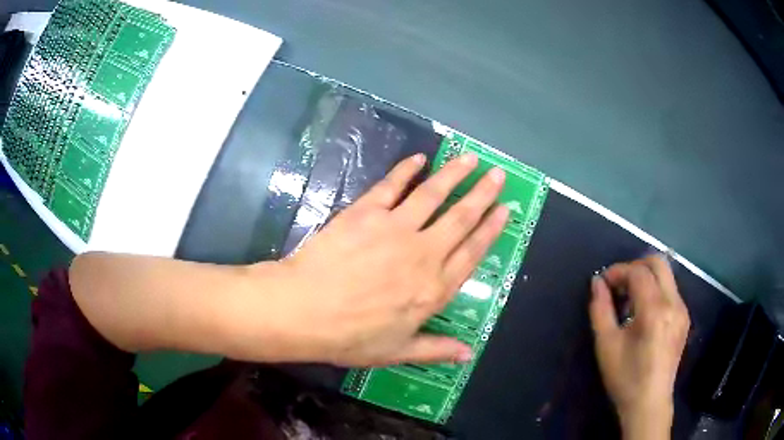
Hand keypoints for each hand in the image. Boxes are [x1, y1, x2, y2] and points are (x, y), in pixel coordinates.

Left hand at [264, 153, 507, 366]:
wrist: (305, 310)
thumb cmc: (350, 337)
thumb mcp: (396, 352)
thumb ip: (435, 350)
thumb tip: (469, 355)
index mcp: (433, 288)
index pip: (472, 253)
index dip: (491, 230)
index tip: (505, 210)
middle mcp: (423, 253)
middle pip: (460, 218)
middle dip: (482, 194)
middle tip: (498, 174)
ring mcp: (395, 228)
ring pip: (433, 195)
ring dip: (454, 174)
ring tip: (470, 158)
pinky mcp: (366, 213)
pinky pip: (392, 186)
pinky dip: (407, 170)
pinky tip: (419, 158)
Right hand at [589, 255, 690, 439]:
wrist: (649, 403)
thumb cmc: (625, 378)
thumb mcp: (606, 345)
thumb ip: (600, 309)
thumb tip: (597, 282)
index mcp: (655, 310)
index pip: (638, 272)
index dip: (618, 271)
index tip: (603, 282)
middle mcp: (674, 303)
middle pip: (658, 263)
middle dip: (635, 266)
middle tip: (618, 284)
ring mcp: (682, 310)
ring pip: (666, 275)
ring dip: (645, 278)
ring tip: (628, 299)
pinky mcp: (684, 318)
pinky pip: (670, 290)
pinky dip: (654, 290)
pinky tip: (642, 311)